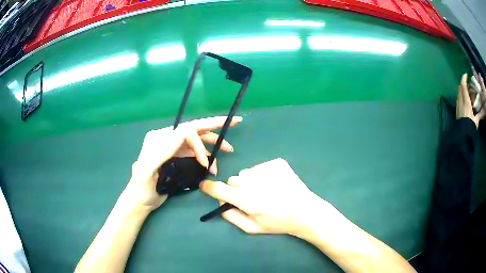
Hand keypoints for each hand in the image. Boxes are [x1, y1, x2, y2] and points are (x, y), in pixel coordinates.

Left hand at [124, 116, 241, 211]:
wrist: (141, 200)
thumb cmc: (141, 187)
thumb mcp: (146, 170)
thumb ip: (161, 152)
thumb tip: (183, 136)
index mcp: (159, 138)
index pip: (185, 131)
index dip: (200, 144)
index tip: (206, 164)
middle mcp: (166, 138)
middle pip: (193, 129)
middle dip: (214, 127)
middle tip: (234, 123)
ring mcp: (172, 147)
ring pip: (197, 139)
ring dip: (212, 143)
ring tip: (228, 150)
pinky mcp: (177, 157)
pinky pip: (195, 151)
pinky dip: (206, 155)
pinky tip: (211, 164)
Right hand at [200, 158, 327, 234]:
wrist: (305, 211)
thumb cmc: (278, 223)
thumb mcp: (252, 228)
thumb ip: (231, 216)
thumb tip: (220, 201)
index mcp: (246, 200)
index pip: (218, 188)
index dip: (209, 187)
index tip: (205, 186)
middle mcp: (254, 182)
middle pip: (233, 180)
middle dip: (236, 189)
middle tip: (251, 198)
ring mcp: (266, 169)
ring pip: (246, 173)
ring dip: (250, 181)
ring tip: (266, 191)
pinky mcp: (277, 162)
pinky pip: (260, 167)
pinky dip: (264, 175)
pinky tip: (276, 184)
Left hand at [457, 74, 485, 127]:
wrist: (461, 136)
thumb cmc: (470, 127)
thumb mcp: (476, 121)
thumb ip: (479, 116)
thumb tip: (483, 112)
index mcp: (466, 101)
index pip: (463, 86)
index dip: (464, 78)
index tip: (466, 75)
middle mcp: (461, 101)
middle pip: (460, 88)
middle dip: (463, 84)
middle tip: (468, 85)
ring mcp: (457, 106)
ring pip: (458, 93)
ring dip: (462, 90)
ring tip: (466, 92)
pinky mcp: (456, 111)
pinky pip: (458, 100)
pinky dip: (460, 96)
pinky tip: (463, 100)